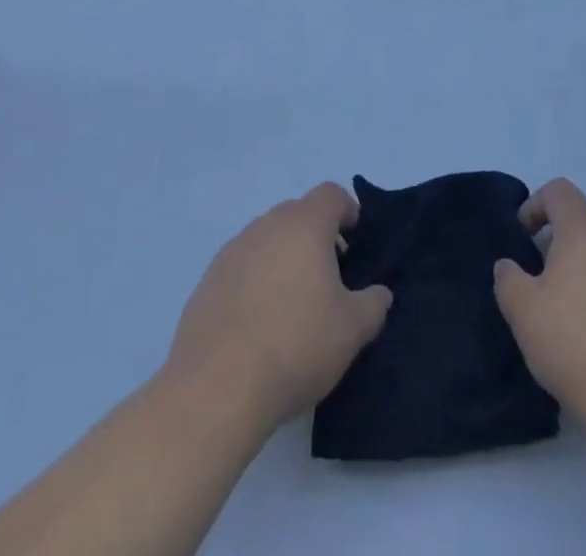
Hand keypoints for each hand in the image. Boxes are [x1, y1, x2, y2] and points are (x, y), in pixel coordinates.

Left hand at [166, 183, 392, 430]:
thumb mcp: (352, 330)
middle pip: (298, 214)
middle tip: (329, 280)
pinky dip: (255, 282)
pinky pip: (241, 267)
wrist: (216, 389)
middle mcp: (266, 225)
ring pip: (267, 240)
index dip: (348, 213)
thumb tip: (379, 293)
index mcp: (304, 225)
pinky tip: (259, 325)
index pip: (331, 195)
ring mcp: (232, 251)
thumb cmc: (295, 346)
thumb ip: (373, 303)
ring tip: (292, 306)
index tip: (355, 246)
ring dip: (284, 259)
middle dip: (316, 238)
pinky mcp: (207, 281)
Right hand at [493, 178, 585, 444]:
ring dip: (579, 275)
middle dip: (555, 246)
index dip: (535, 206)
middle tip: (537, 286)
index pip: (559, 192)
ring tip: (563, 319)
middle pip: (582, 225)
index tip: (522, 240)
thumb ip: (508, 279)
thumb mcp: (523, 312)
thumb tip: (511, 267)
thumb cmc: (578, 345)